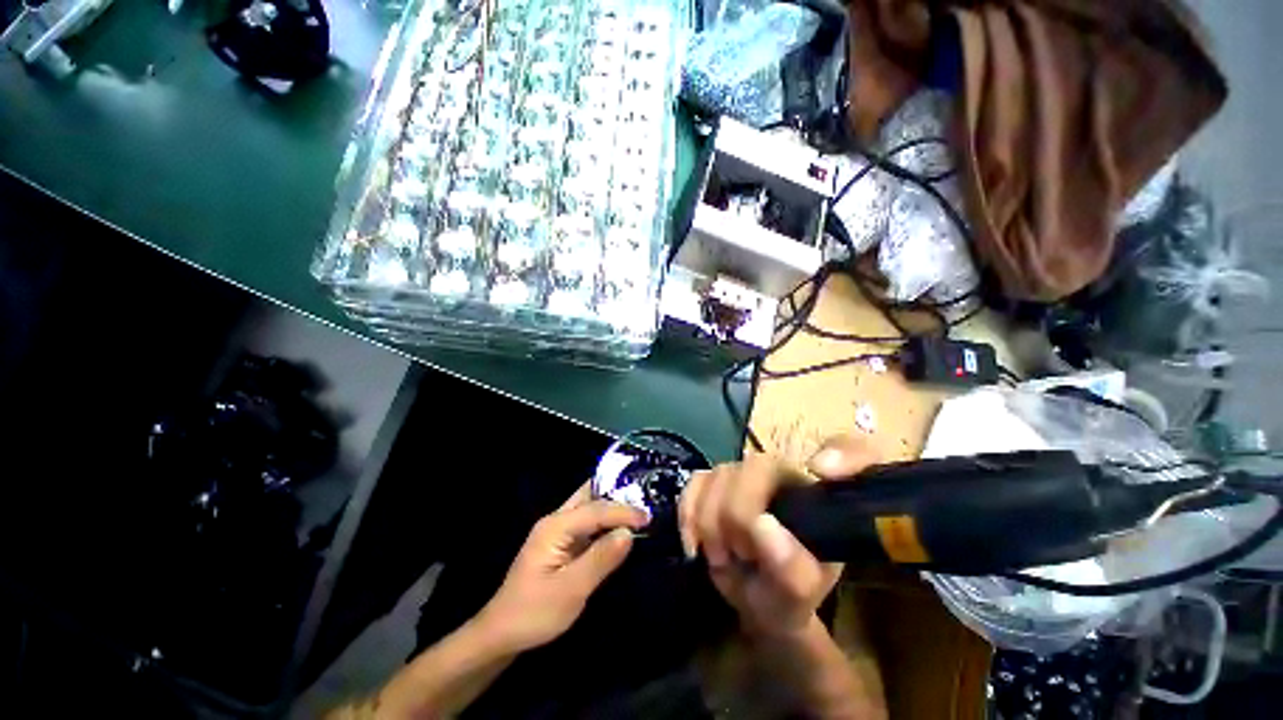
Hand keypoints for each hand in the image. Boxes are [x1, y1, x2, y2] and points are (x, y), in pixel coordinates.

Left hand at [478, 484, 648, 652]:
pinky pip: (587, 521)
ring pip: (589, 505)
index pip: (596, 509)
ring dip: (612, 504)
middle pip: (590, 496)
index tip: (649, 518)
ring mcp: (558, 529)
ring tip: (638, 506)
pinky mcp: (562, 542)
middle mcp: (557, 520)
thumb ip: (600, 559)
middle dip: (617, 494)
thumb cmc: (534, 613)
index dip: (623, 511)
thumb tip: (629, 532)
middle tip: (644, 498)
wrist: (502, 633)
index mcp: (556, 526)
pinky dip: (605, 519)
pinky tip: (620, 524)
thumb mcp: (570, 590)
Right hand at [678, 436, 877, 638]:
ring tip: (723, 557)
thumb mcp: (799, 598)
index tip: (822, 473)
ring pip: (719, 475)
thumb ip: (791, 572)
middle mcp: (783, 473)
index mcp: (818, 496)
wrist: (749, 596)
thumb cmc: (784, 596)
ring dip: (711, 523)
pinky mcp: (713, 480)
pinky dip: (688, 515)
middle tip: (740, 556)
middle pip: (755, 467)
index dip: (842, 454)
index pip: (849, 452)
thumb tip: (762, 526)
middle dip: (737, 516)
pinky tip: (694, 544)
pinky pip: (695, 483)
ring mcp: (744, 473)